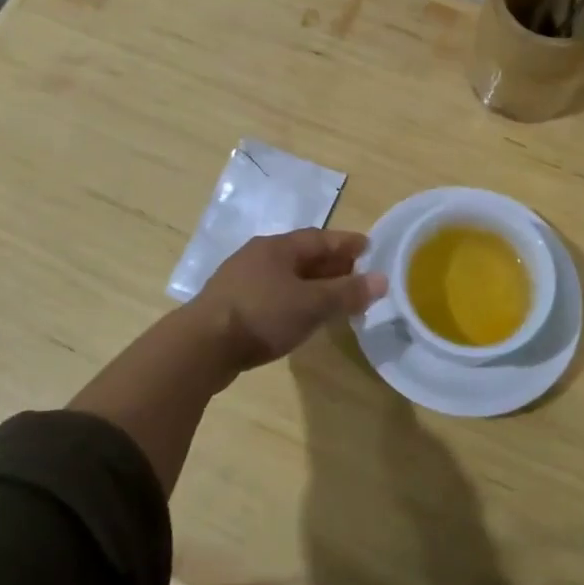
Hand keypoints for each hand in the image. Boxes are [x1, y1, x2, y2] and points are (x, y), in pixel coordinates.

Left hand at [185, 229, 387, 375]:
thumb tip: (381, 280)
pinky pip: (273, 294)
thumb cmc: (262, 315)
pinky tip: (301, 315)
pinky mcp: (232, 304)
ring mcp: (242, 279)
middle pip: (303, 255)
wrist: (202, 346)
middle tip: (357, 274)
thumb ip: (347, 292)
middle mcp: (259, 255)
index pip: (320, 238)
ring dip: (313, 284)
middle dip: (331, 264)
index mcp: (277, 247)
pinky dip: (294, 299)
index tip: (369, 247)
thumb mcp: (311, 304)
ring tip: (334, 297)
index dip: (347, 243)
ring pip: (287, 276)